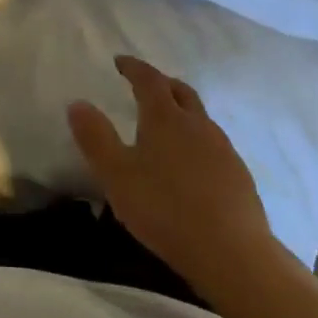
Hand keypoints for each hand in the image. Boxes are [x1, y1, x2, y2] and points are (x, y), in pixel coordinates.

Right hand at [68, 55, 273, 290]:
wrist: (233, 255)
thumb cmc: (165, 209)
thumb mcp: (116, 175)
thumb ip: (95, 138)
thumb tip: (77, 103)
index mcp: (165, 117)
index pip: (148, 78)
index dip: (133, 67)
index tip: (120, 61)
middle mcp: (197, 124)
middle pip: (180, 91)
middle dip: (161, 84)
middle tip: (145, 87)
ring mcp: (223, 149)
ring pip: (200, 118)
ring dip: (182, 113)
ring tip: (167, 128)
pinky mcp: (240, 176)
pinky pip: (214, 146)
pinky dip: (198, 143)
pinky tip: (192, 167)